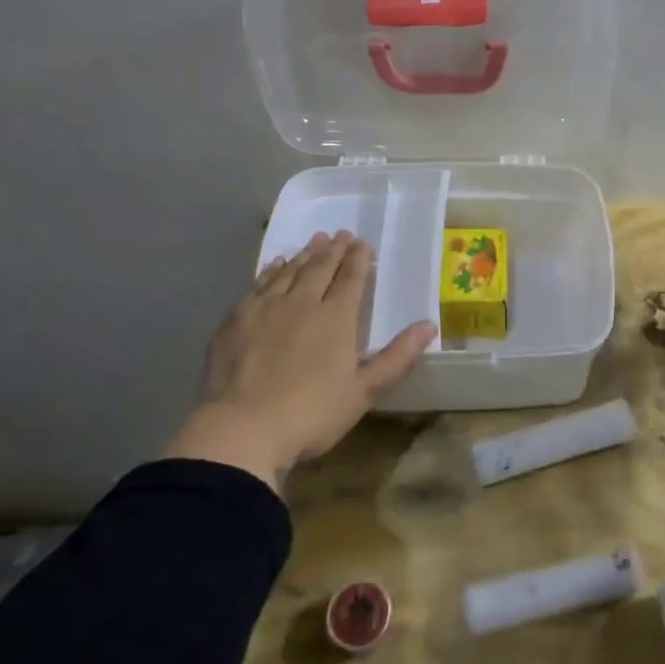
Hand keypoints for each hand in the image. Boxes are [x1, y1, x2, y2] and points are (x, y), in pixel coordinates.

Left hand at [165, 231, 435, 490]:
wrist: (242, 429)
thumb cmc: (311, 414)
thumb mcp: (364, 392)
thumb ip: (397, 357)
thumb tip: (429, 325)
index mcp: (336, 318)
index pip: (351, 279)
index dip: (359, 259)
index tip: (363, 243)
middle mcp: (302, 302)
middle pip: (320, 268)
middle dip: (334, 250)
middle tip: (341, 234)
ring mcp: (265, 308)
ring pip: (290, 271)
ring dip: (305, 255)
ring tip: (314, 242)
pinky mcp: (236, 319)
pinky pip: (259, 284)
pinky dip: (272, 270)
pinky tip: (276, 266)